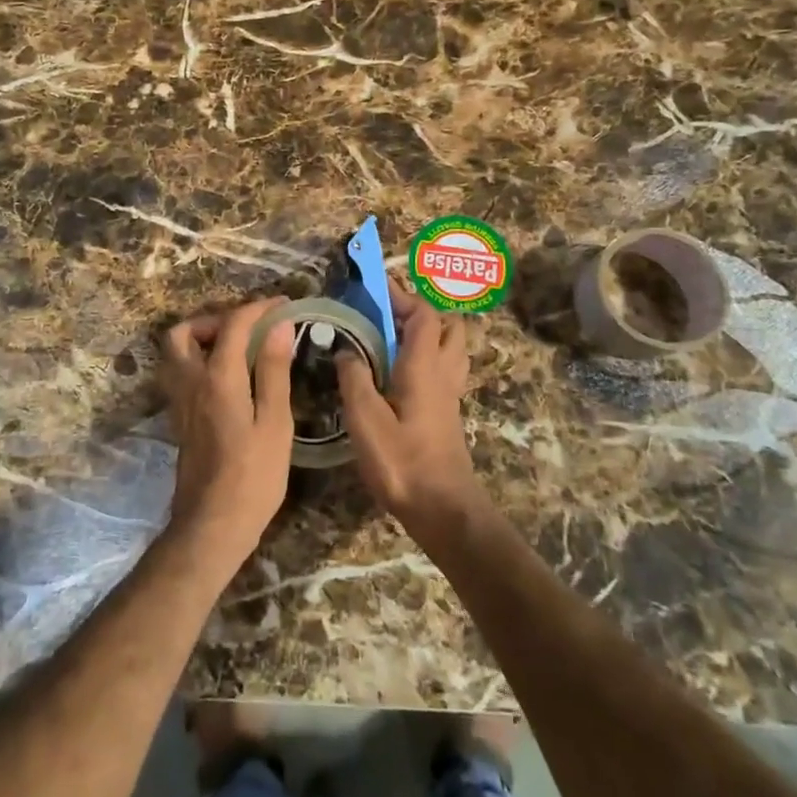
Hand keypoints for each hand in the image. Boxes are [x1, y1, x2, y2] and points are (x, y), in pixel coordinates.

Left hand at [161, 297, 294, 570]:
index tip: (283, 304)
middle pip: (184, 331)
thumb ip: (273, 370)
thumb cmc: (253, 477)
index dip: (258, 308)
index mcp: (218, 377)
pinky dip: (199, 360)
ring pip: (176, 353)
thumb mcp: (275, 423)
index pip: (233, 324)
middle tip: (247, 328)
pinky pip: (180, 373)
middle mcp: (190, 382)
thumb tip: (278, 326)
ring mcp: (180, 402)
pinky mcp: (179, 419)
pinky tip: (230, 377)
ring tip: (238, 349)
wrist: (211, 526)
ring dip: (202, 339)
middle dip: (215, 319)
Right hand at [334, 282, 485, 543]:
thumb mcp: (366, 419)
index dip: (401, 295)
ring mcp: (450, 394)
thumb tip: (345, 350)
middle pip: (447, 325)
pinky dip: (427, 357)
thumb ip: (354, 378)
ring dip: (428, 333)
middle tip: (387, 314)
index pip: (423, 314)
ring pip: (450, 347)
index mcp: (424, 366)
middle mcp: (443, 373)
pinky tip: (399, 373)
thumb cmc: (402, 462)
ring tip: (392, 338)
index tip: (374, 287)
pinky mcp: (447, 413)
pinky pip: (444, 368)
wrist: (443, 510)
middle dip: (420, 310)